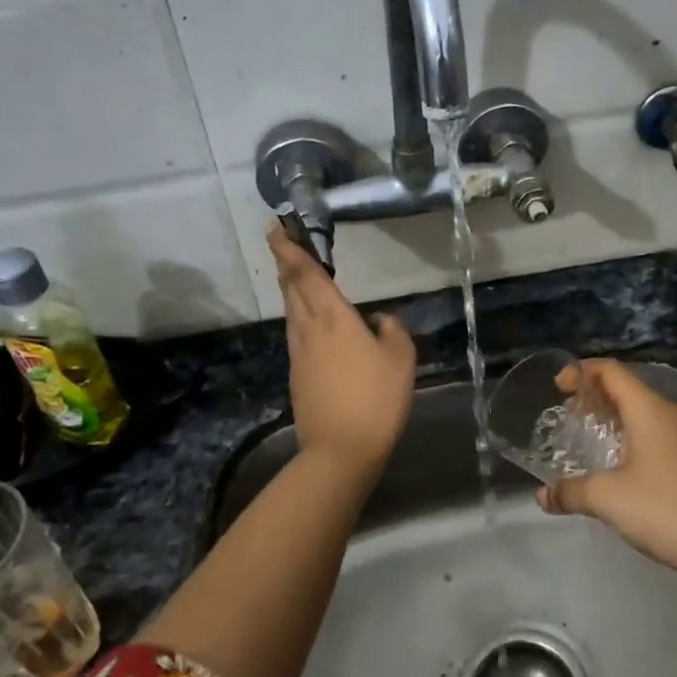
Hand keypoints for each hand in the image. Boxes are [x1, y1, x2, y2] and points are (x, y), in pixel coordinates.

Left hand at [267, 221, 416, 471]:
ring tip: (300, 276)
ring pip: (292, 311)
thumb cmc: (376, 397)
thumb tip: (378, 320)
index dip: (290, 248)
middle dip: (287, 263)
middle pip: (292, 289)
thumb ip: (391, 329)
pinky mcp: (298, 375)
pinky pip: (298, 333)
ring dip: (292, 289)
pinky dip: (302, 316)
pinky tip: (316, 323)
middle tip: (285, 242)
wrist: (341, 449)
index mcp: (332, 317)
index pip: (306, 273)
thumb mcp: (401, 357)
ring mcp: (298, 353)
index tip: (276, 227)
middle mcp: (308, 329)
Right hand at [538, 359, 676, 575]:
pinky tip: (625, 468)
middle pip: (629, 389)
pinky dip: (637, 437)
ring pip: (647, 413)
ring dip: (617, 419)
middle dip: (596, 397)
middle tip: (570, 417)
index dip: (582, 372)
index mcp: (650, 410)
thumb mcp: (607, 499)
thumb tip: (543, 495)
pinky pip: (662, 434)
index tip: (558, 386)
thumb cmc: (663, 510)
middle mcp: (673, 414)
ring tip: (593, 441)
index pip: (612, 371)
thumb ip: (570, 491)